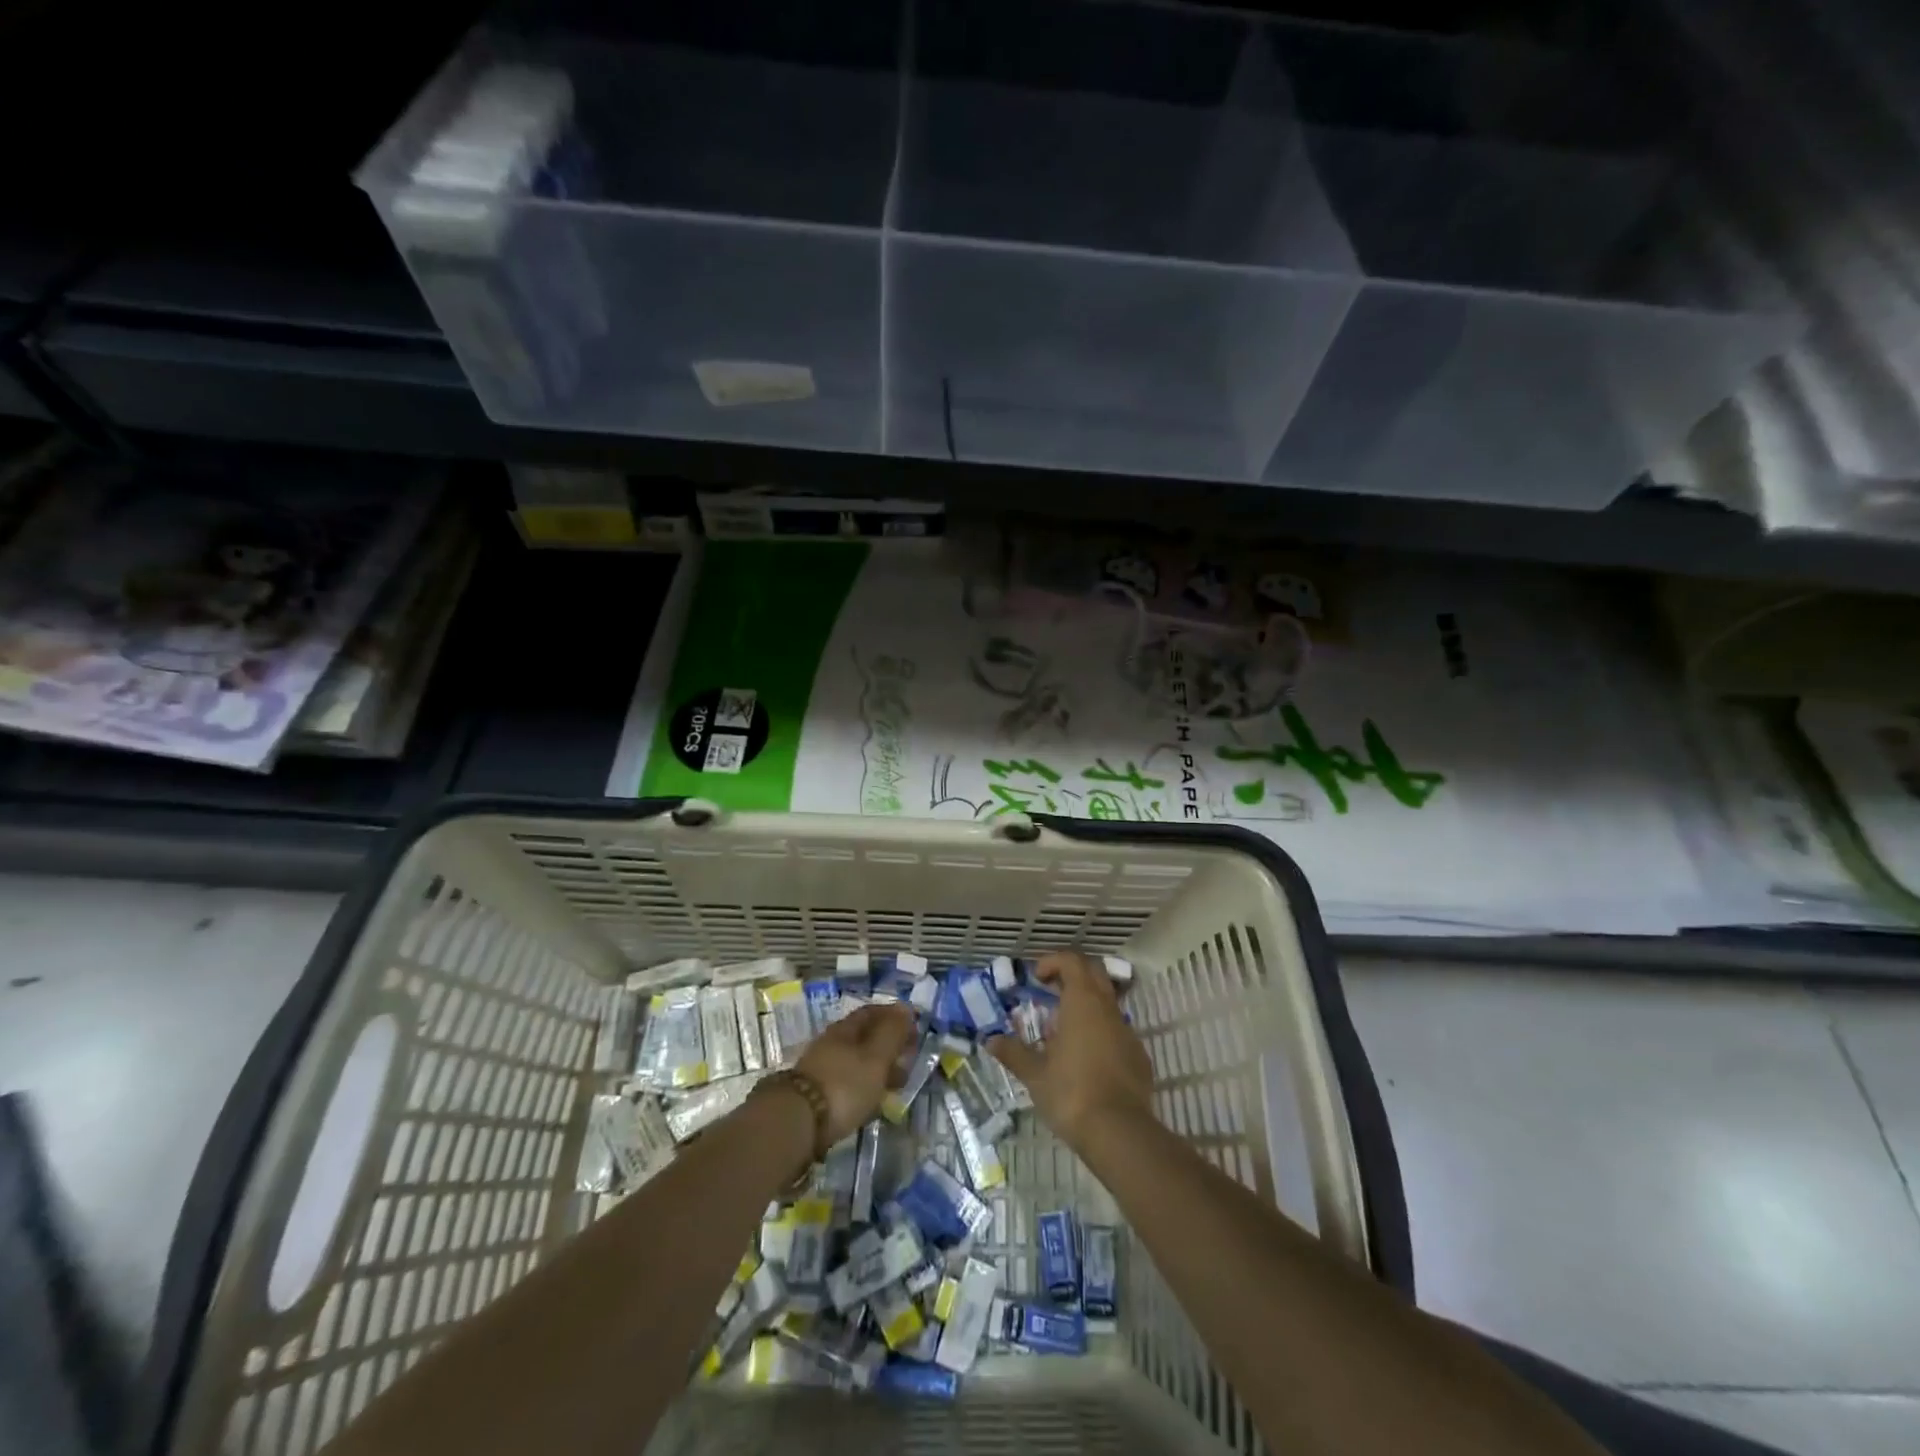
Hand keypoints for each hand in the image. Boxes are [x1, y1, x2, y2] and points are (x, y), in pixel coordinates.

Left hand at [793, 1002, 917, 1145]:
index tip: (914, 1027)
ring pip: (856, 1060)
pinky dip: (864, 1085)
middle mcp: (831, 1042)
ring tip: (895, 1085)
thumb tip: (905, 1007)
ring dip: (877, 1068)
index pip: (872, 1012)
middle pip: (864, 1036)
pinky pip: (848, 1081)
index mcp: (845, 1028)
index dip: (894, 1016)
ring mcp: (821, 1068)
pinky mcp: (816, 1094)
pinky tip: (872, 1100)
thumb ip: (892, 1033)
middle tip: (909, 1059)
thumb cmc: (844, 1084)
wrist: (797, 1122)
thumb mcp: (876, 1057)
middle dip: (888, 1044)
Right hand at [989, 951, 1155, 1150]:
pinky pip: (1117, 1030)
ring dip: (1085, 1005)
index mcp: (1082, 1002)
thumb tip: (991, 1040)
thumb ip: (1013, 1053)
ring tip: (1063, 1030)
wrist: (1120, 1132)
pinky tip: (1085, 1058)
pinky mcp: (1138, 1055)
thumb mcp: (1035, 1075)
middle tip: (1050, 992)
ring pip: (1107, 1002)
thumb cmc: (1071, 1093)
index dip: (1053, 961)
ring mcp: (1127, 1031)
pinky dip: (1099, 1031)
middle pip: (1093, 972)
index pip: (1072, 960)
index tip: (1036, 978)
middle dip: (1071, 975)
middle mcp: (1107, 1008)